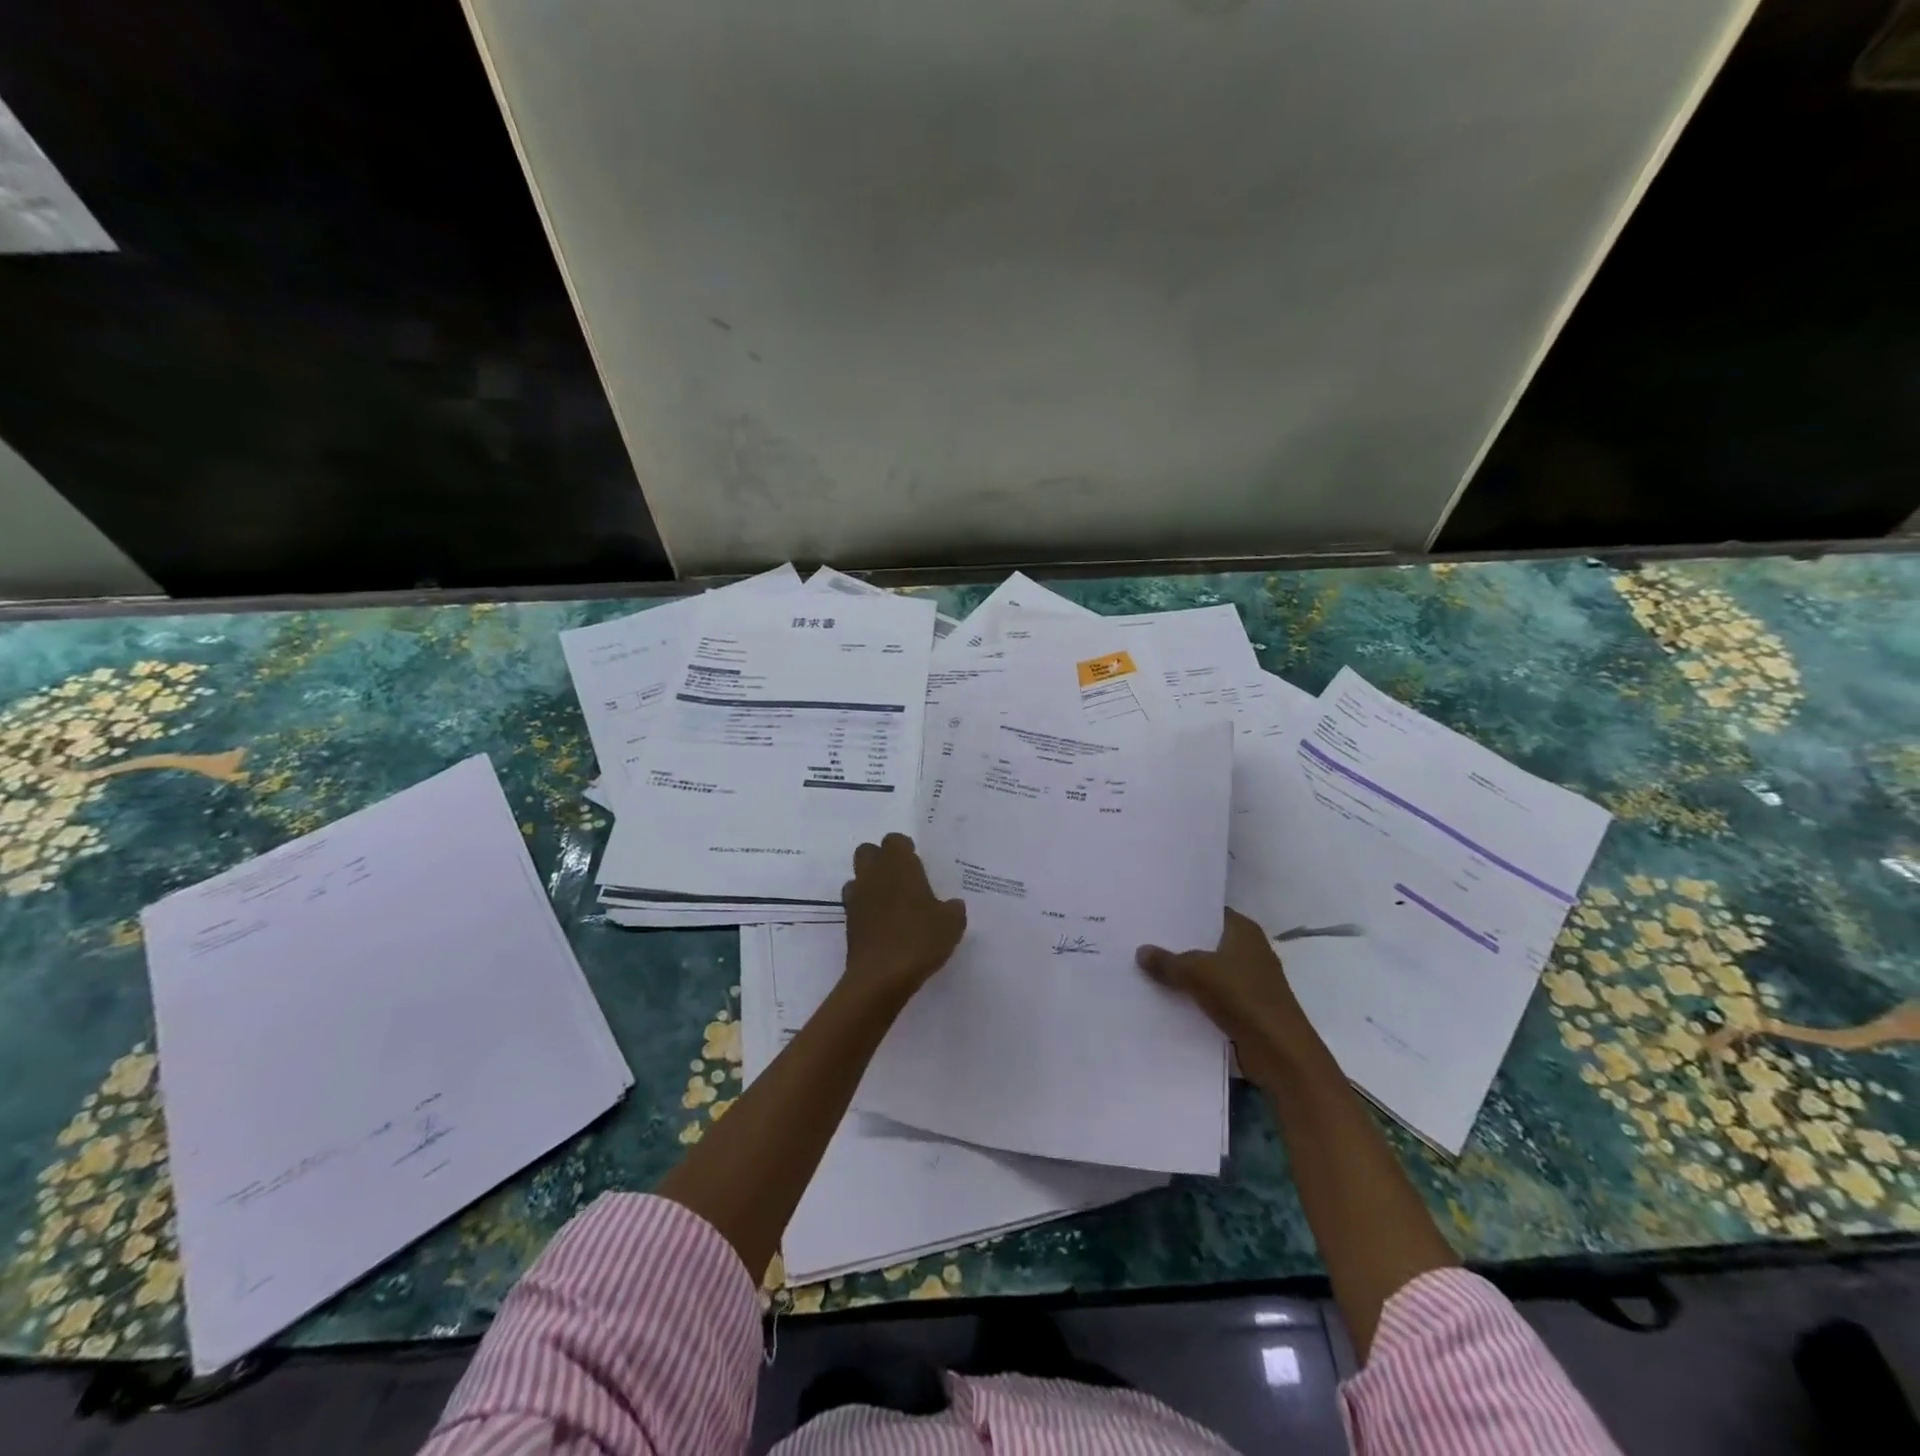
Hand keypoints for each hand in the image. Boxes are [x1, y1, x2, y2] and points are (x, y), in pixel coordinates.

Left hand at [841, 833, 966, 1006]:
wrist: (881, 977)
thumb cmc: (919, 939)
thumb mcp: (951, 924)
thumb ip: (952, 909)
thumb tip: (952, 905)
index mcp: (898, 866)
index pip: (894, 840)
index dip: (904, 848)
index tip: (917, 862)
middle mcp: (873, 875)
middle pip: (867, 852)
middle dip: (881, 859)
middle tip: (902, 878)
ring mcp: (856, 899)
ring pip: (857, 878)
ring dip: (871, 884)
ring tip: (891, 903)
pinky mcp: (848, 923)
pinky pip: (856, 905)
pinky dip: (866, 910)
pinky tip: (883, 926)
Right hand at [1136, 909, 1323, 1073]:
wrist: (1278, 1051)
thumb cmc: (1241, 996)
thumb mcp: (1195, 972)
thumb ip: (1166, 961)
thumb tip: (1141, 951)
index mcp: (1244, 931)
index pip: (1210, 912)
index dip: (1184, 913)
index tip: (1155, 914)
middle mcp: (1250, 950)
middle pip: (1207, 942)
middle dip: (1180, 944)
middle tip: (1143, 939)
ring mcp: (1250, 980)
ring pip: (1209, 970)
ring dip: (1186, 973)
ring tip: (1148, 967)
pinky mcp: (1247, 1007)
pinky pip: (1213, 995)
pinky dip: (1195, 996)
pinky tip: (1167, 997)